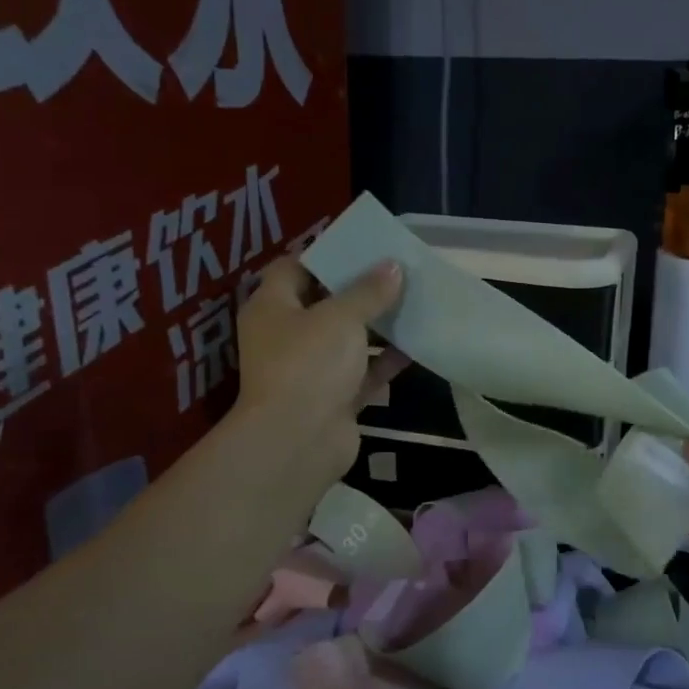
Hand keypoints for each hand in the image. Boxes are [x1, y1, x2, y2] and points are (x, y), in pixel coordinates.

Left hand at [231, 256, 406, 490]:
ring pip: (347, 340)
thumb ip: (368, 291)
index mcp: (272, 306)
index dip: (325, 255)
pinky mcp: (333, 398)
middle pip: (324, 303)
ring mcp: (310, 369)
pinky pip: (362, 373)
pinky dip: (384, 362)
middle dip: (359, 291)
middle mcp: (286, 335)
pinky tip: (416, 346)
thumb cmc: (309, 364)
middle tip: (396, 274)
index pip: (293, 268)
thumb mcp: (341, 317)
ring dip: (377, 327)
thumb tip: (393, 267)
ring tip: (412, 304)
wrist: (298, 441)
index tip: (362, 247)